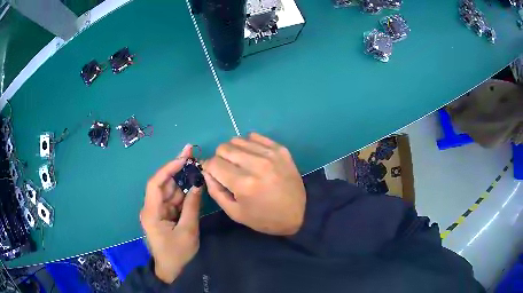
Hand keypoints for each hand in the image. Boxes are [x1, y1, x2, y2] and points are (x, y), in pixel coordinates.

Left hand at [140, 145, 201, 283]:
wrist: (172, 270)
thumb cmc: (177, 253)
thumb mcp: (188, 231)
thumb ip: (192, 206)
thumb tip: (198, 183)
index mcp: (151, 212)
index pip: (156, 183)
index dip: (168, 168)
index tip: (184, 158)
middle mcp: (151, 208)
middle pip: (163, 184)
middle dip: (178, 170)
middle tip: (193, 156)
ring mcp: (158, 211)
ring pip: (170, 191)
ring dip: (183, 182)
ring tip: (197, 170)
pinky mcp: (164, 214)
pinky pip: (174, 200)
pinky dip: (184, 194)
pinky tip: (194, 187)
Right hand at [203, 133, 305, 235]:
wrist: (300, 213)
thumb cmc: (265, 218)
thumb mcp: (235, 213)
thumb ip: (216, 191)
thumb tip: (206, 171)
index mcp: (243, 184)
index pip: (213, 163)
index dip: (209, 168)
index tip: (213, 174)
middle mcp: (256, 164)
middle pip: (224, 148)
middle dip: (219, 158)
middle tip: (227, 170)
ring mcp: (270, 154)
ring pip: (238, 140)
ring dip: (233, 151)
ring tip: (241, 164)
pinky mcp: (280, 149)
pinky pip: (255, 136)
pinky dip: (248, 144)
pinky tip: (253, 156)